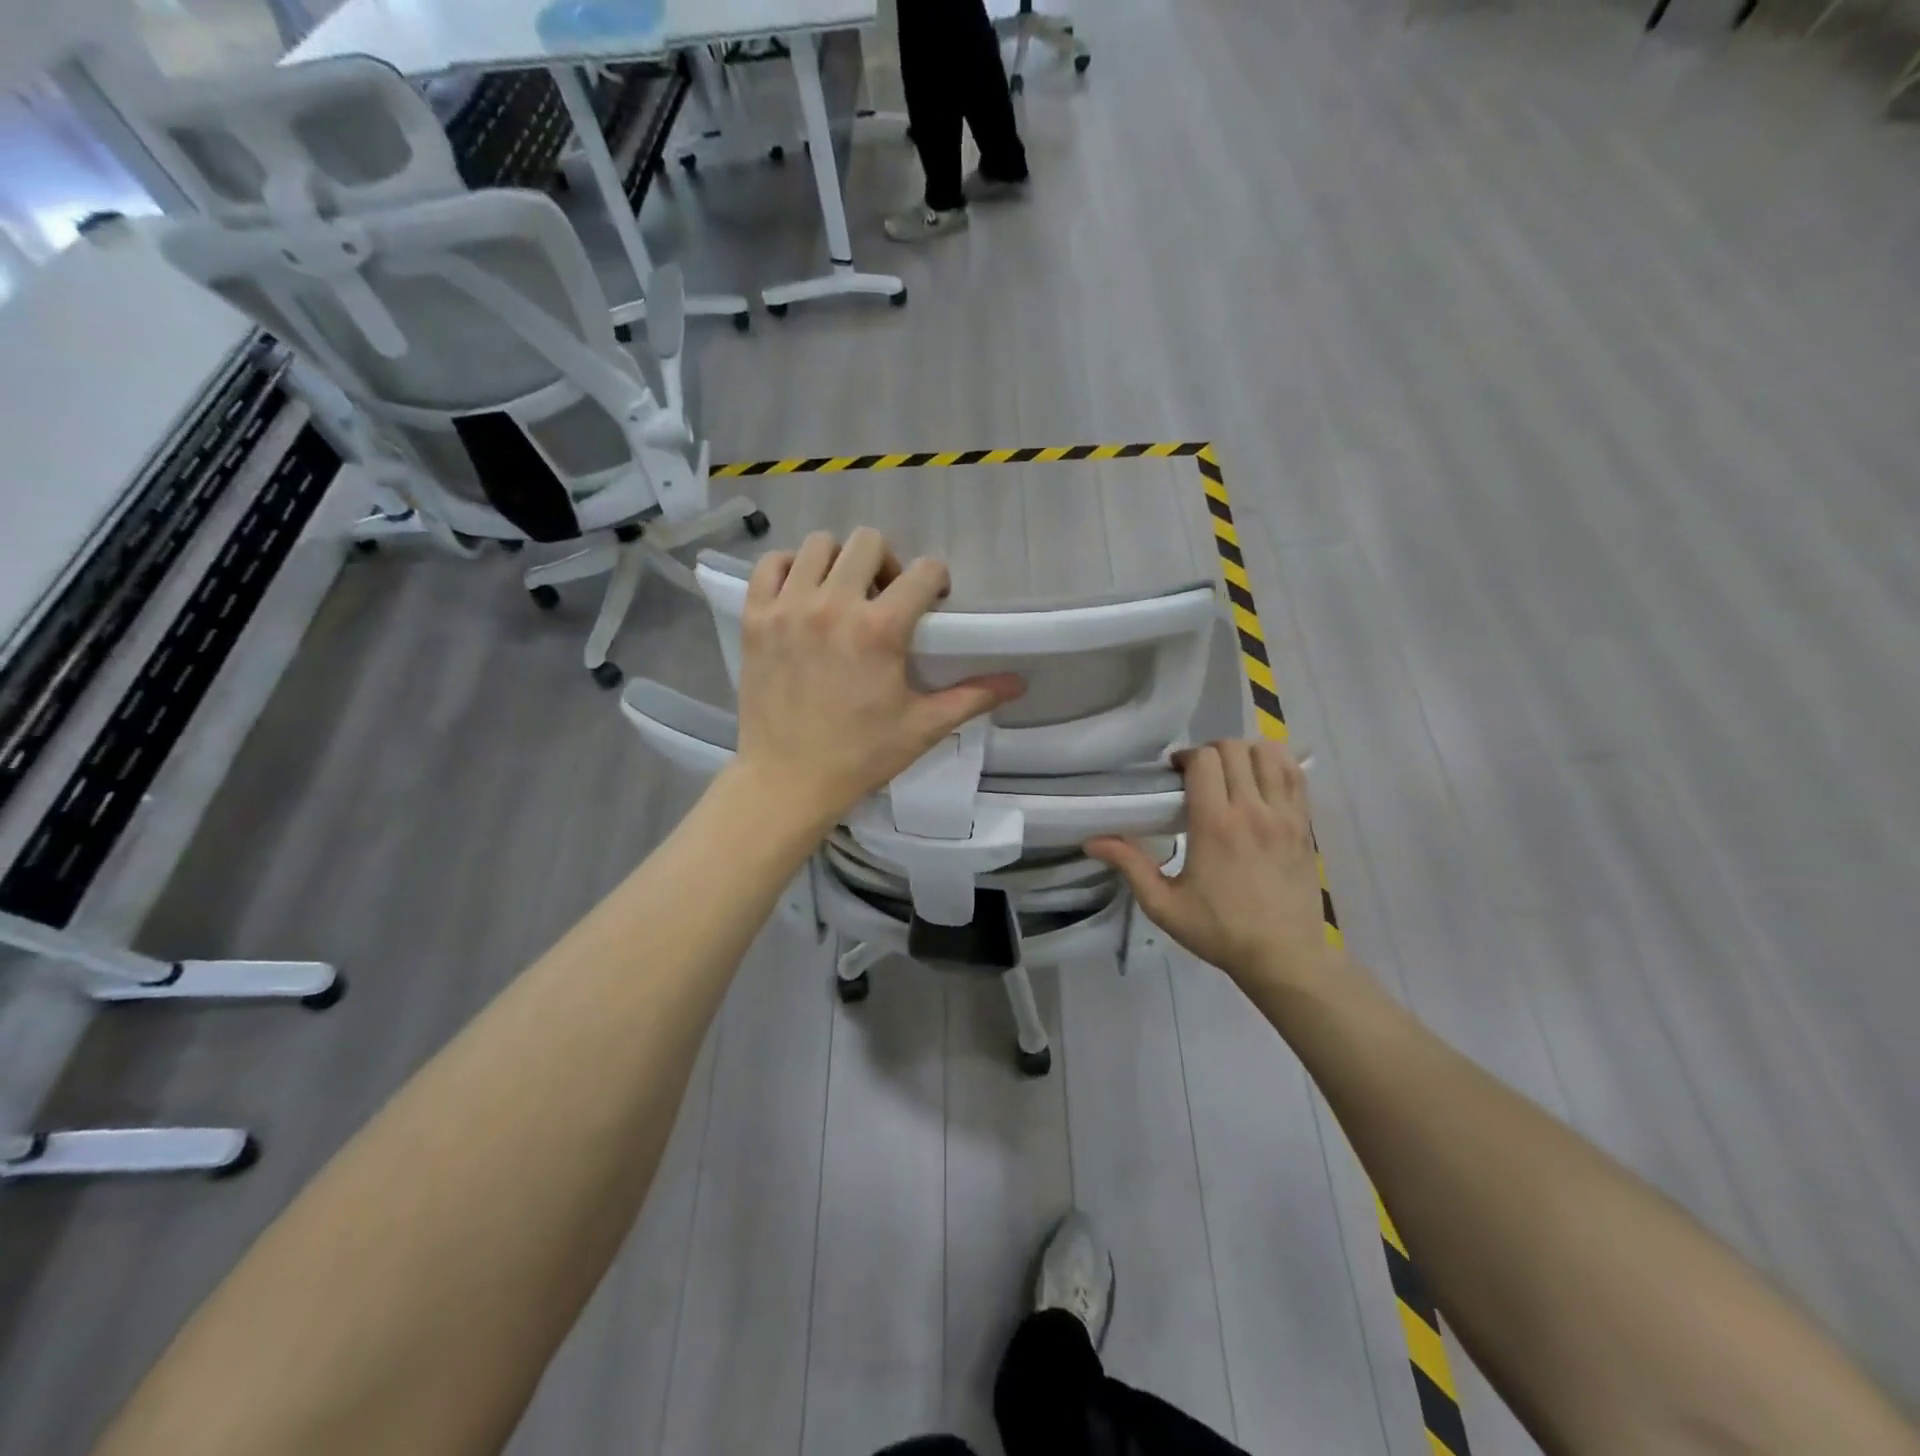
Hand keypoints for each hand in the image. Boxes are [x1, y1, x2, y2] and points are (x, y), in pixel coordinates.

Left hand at [729, 529, 1023, 832]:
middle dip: (888, 563)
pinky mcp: (755, 618)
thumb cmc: (860, 756)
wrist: (787, 780)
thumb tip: (1019, 682)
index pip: (923, 572)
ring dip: (840, 561)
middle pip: (869, 542)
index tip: (932, 603)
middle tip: (886, 598)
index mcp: (879, 630)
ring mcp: (788, 608)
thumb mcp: (923, 727)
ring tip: (843, 595)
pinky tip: (803, 594)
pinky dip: (790, 568)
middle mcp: (833, 605)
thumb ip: (972, 697)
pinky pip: (770, 564)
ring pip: (818, 545)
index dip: (936, 582)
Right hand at [1088, 739, 1340, 989]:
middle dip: (1211, 752)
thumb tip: (1092, 841)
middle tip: (1200, 775)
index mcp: (1215, 825)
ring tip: (1232, 775)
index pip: (1204, 760)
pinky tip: (1261, 782)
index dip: (1186, 757)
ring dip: (1246, 754)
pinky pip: (1294, 774)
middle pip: (1234, 749)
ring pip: (1268, 753)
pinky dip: (1276, 765)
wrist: (1284, 957)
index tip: (1175, 775)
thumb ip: (1130, 866)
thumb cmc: (1220, 931)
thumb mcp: (1164, 905)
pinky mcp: (1305, 824)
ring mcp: (1285, 815)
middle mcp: (1252, 810)